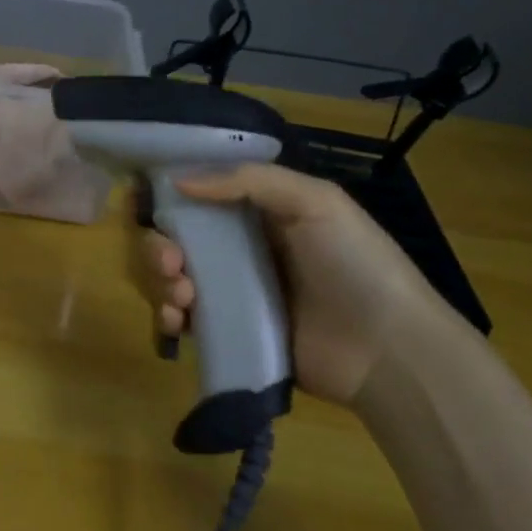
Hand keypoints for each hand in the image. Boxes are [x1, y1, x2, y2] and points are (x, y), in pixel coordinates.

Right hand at [136, 164, 460, 404]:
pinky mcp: (230, 332)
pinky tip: (176, 320)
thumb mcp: (314, 202)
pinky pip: (185, 319)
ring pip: (173, 277)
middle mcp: (239, 248)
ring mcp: (233, 293)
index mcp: (258, 212)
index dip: (167, 196)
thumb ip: (248, 181)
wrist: (388, 350)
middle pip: (177, 239)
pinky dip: (168, 316)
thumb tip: (178, 180)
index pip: (199, 195)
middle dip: (159, 247)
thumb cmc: (354, 263)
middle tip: (171, 262)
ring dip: (161, 280)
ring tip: (181, 294)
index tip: (143, 201)